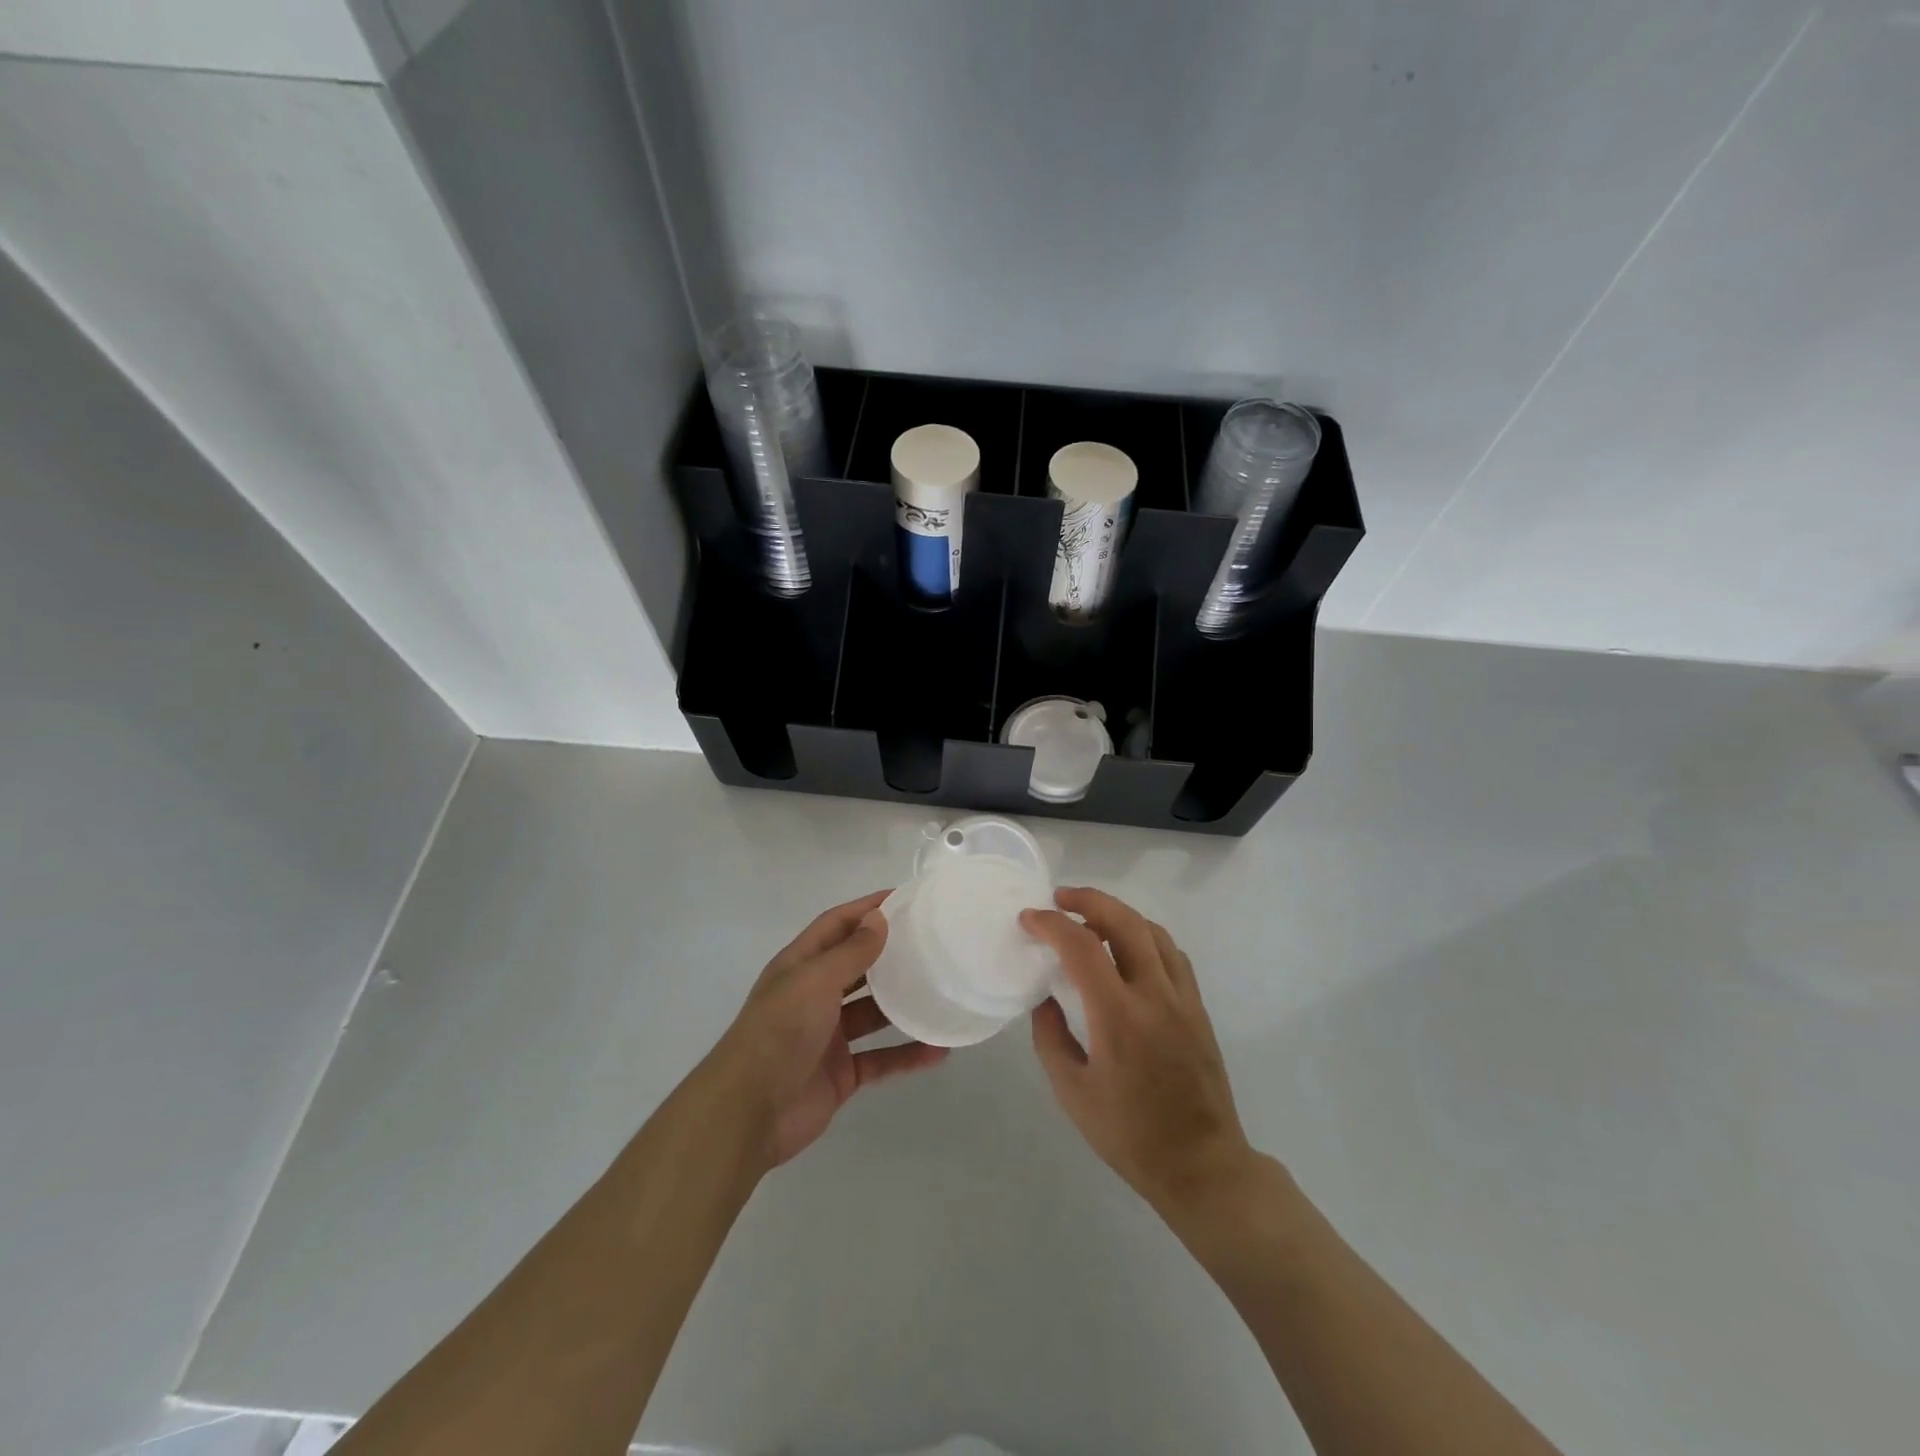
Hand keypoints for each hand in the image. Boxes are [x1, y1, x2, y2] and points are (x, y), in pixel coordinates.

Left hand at [705, 890, 947, 1169]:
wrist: (749, 1112)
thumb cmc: (779, 1031)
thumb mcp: (815, 981)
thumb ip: (851, 952)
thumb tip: (879, 917)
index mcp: (800, 966)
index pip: (836, 925)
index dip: (866, 909)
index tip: (906, 898)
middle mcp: (813, 996)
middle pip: (857, 966)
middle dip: (889, 953)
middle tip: (931, 943)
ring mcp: (828, 1036)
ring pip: (873, 1013)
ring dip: (903, 1005)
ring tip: (942, 992)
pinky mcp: (841, 1074)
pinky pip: (881, 1058)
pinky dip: (907, 1055)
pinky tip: (939, 1051)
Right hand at [1022, 888, 1257, 1219]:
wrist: (1202, 1165)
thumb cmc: (1130, 1136)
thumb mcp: (1072, 1093)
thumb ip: (1050, 1038)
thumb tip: (1044, 999)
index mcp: (1119, 1017)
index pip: (1082, 946)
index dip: (1051, 924)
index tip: (1029, 919)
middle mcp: (1155, 995)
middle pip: (1125, 921)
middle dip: (1088, 900)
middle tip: (1060, 899)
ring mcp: (1183, 998)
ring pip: (1153, 931)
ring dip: (1118, 913)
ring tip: (1090, 917)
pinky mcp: (1198, 1007)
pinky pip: (1172, 953)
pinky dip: (1145, 935)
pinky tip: (1129, 947)